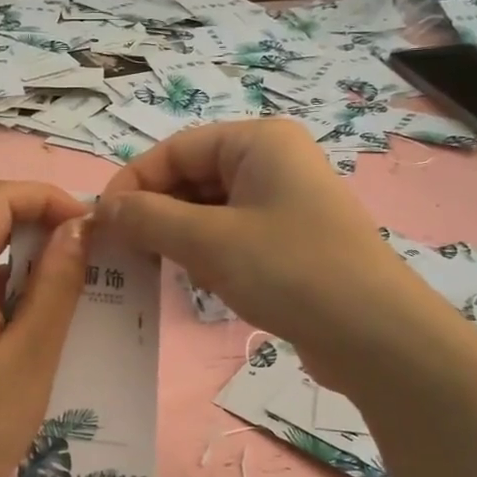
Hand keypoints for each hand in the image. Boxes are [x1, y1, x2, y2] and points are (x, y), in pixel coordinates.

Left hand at [0, 181, 90, 476]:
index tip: (88, 227)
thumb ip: (56, 282)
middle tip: (91, 263)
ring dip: (28, 269)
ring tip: (75, 301)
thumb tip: (77, 226)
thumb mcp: (33, 351)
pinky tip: (39, 332)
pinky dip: (8, 297)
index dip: (46, 197)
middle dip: (41, 231)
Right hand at [96, 119, 412, 381]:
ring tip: (159, 267)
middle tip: (124, 250)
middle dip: (156, 211)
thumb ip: (149, 218)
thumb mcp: (209, 241)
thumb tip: (104, 208)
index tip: (102, 222)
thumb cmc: (289, 270)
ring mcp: (285, 202)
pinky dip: (207, 252)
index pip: (176, 149)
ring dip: (179, 235)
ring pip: (210, 208)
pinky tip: (199, 280)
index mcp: (259, 141)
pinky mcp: (290, 240)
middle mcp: (273, 162)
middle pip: (193, 176)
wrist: (374, 335)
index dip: (134, 182)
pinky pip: (232, 234)